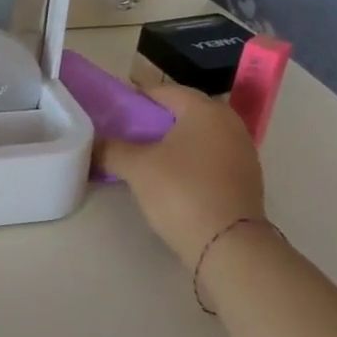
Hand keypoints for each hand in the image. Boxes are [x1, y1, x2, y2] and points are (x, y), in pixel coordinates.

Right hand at [94, 84, 265, 272]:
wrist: (228, 245)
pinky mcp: (245, 178)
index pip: (164, 91)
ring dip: (173, 141)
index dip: (136, 97)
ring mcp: (242, 152)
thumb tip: (91, 143)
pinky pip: (210, 157)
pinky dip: (189, 160)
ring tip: (145, 155)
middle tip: (126, 131)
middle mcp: (229, 123)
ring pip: (198, 136)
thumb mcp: (137, 168)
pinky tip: (170, 176)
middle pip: (184, 112)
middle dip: (155, 119)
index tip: (114, 109)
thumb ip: (111, 149)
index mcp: (205, 110)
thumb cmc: (181, 192)